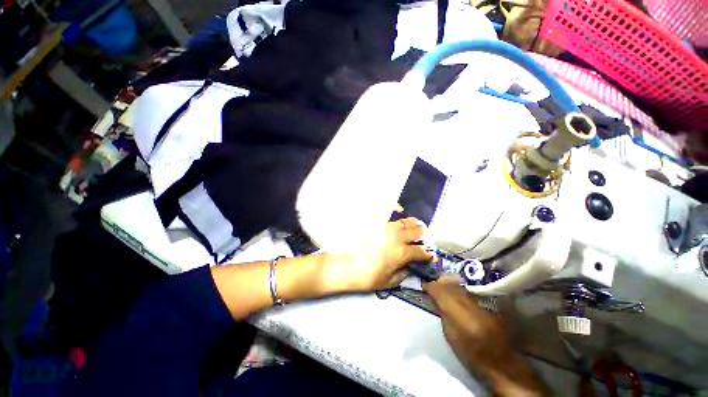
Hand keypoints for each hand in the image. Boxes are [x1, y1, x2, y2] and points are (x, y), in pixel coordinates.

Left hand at [323, 217, 432, 291]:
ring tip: (415, 226)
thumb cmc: (365, 276)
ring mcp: (386, 227)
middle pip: (418, 231)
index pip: (422, 251)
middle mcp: (397, 236)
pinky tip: (400, 213)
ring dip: (414, 224)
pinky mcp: (376, 222)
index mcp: (402, 253)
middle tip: (423, 238)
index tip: (430, 255)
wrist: (343, 265)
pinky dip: (398, 212)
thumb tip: (411, 266)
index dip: (428, 254)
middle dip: (424, 235)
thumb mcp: (388, 282)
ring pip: (406, 221)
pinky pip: (391, 213)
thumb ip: (404, 274)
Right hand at [424, 280, 546, 395]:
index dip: (432, 287)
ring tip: (443, 285)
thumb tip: (435, 298)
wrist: (503, 366)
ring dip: (451, 284)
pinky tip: (456, 291)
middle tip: (433, 283)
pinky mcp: (493, 306)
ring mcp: (486, 306)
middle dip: (441, 283)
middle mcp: (476, 309)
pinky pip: (471, 292)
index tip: (424, 285)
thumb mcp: (451, 339)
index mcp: (463, 321)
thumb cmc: (473, 358)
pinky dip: (461, 289)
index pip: (444, 294)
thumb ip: (443, 315)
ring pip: (463, 287)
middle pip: (454, 287)